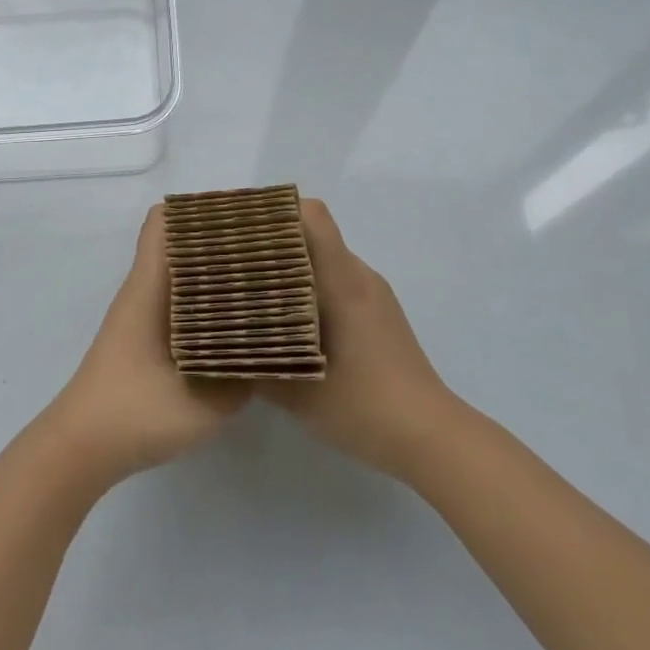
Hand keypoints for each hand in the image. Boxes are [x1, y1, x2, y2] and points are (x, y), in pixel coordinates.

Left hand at [41, 205, 249, 488]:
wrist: (82, 447)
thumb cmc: (135, 412)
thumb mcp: (203, 400)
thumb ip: (243, 373)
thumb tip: (275, 349)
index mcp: (151, 285)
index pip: (165, 221)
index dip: (203, 210)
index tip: (247, 217)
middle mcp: (144, 290)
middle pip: (180, 244)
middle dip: (221, 242)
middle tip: (270, 251)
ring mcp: (142, 315)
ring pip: (181, 275)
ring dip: (216, 273)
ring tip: (264, 281)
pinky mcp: (145, 339)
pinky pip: (180, 303)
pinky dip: (207, 302)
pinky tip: (239, 323)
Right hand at [260, 199, 456, 480]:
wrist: (432, 438)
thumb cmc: (365, 406)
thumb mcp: (299, 393)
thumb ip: (255, 367)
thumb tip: (217, 350)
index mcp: (343, 281)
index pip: (312, 216)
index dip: (276, 211)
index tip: (241, 227)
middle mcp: (359, 276)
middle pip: (313, 235)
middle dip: (272, 243)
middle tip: (233, 263)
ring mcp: (373, 295)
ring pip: (325, 261)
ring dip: (291, 269)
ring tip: (254, 292)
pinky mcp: (379, 314)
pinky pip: (338, 282)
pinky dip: (310, 289)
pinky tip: (290, 323)